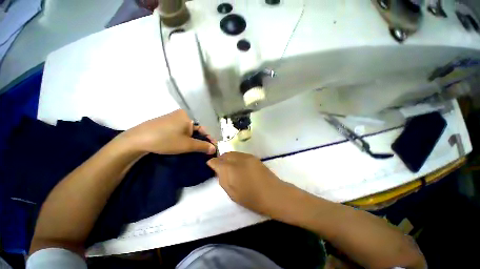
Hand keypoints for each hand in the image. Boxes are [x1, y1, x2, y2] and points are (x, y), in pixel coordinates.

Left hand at [118, 110, 216, 154]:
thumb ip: (203, 146)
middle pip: (199, 126)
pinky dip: (188, 136)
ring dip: (196, 138)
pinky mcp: (169, 122)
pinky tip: (188, 142)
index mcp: (189, 115)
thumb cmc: (165, 140)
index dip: (211, 137)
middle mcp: (183, 114)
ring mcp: (175, 117)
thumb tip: (214, 149)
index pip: (205, 126)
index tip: (214, 147)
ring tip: (199, 147)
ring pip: (191, 128)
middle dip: (204, 138)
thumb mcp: (187, 145)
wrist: (137, 140)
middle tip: (207, 148)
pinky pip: (183, 128)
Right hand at [207, 152, 293, 215]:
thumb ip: (222, 179)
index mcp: (230, 169)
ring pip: (233, 153)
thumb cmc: (251, 197)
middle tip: (221, 168)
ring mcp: (247, 156)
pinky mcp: (254, 157)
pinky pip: (240, 154)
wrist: (272, 193)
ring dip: (228, 158)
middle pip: (224, 154)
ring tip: (230, 166)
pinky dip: (236, 158)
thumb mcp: (231, 192)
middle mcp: (238, 159)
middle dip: (220, 160)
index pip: (216, 161)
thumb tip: (218, 170)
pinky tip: (239, 165)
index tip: (211, 167)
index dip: (212, 163)